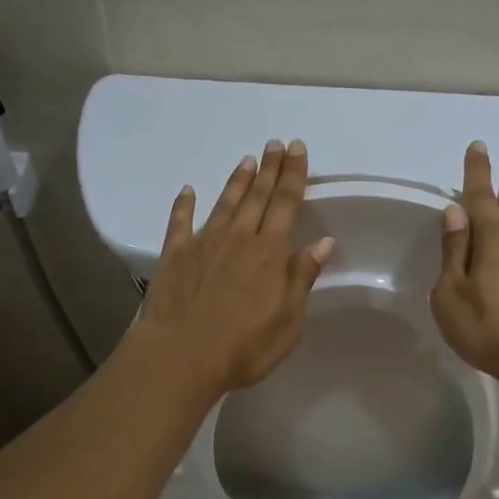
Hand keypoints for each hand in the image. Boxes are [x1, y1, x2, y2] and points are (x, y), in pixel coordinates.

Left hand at [131, 139, 334, 398]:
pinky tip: (187, 191)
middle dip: (269, 168)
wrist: (182, 355)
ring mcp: (203, 243)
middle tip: (275, 143)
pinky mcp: (174, 255)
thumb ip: (302, 278)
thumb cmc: (244, 346)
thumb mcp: (288, 321)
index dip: (293, 175)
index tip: (297, 149)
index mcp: (269, 253)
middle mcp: (238, 238)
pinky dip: (184, 205)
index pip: (286, 204)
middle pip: (257, 197)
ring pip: (225, 204)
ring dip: (237, 181)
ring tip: (247, 160)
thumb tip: (323, 242)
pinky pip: (180, 222)